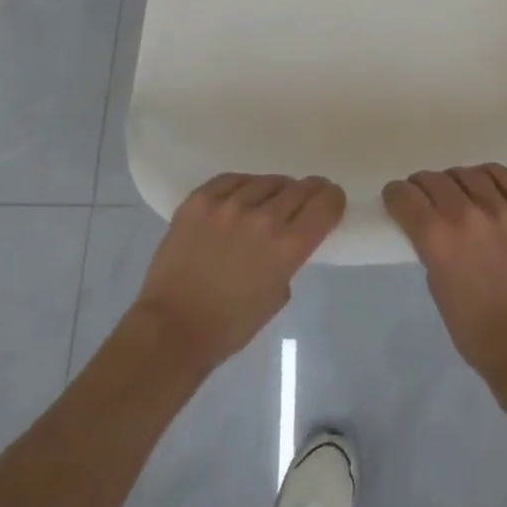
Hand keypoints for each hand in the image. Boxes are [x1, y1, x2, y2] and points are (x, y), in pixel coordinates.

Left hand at [131, 173, 345, 374]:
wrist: (172, 327)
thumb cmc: (231, 325)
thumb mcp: (277, 294)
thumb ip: (289, 258)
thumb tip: (288, 234)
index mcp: (288, 247)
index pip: (326, 204)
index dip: (333, 199)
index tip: (331, 200)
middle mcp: (263, 218)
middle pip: (300, 188)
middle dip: (309, 192)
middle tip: (307, 196)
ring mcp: (229, 204)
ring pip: (267, 181)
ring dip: (275, 190)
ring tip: (269, 201)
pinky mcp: (200, 199)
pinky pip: (233, 179)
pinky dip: (243, 187)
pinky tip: (241, 197)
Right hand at [383, 165, 506, 388]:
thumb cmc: (475, 329)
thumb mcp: (436, 286)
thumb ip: (430, 246)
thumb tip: (430, 224)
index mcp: (437, 238)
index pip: (403, 195)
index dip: (395, 196)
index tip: (397, 201)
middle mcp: (466, 215)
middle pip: (432, 179)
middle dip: (421, 187)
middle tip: (424, 199)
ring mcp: (501, 210)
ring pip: (466, 173)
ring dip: (454, 181)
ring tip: (457, 194)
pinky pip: (504, 175)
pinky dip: (488, 176)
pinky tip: (484, 186)